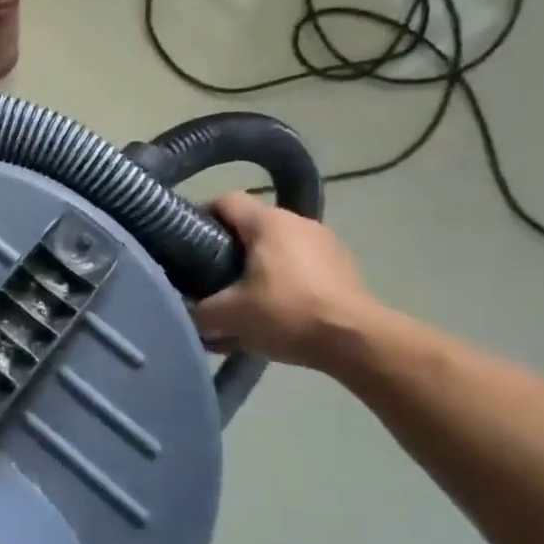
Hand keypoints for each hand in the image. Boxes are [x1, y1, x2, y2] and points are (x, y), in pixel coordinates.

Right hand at [191, 194, 380, 370]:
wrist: (357, 342)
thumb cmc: (287, 314)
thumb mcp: (228, 316)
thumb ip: (198, 311)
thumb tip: (186, 312)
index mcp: (268, 222)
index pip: (224, 201)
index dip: (200, 217)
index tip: (186, 244)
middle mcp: (298, 222)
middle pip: (251, 225)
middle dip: (228, 249)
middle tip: (211, 278)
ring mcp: (326, 243)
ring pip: (277, 246)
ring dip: (258, 266)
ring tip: (245, 298)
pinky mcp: (344, 267)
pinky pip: (301, 265)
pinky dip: (285, 280)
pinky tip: (278, 309)